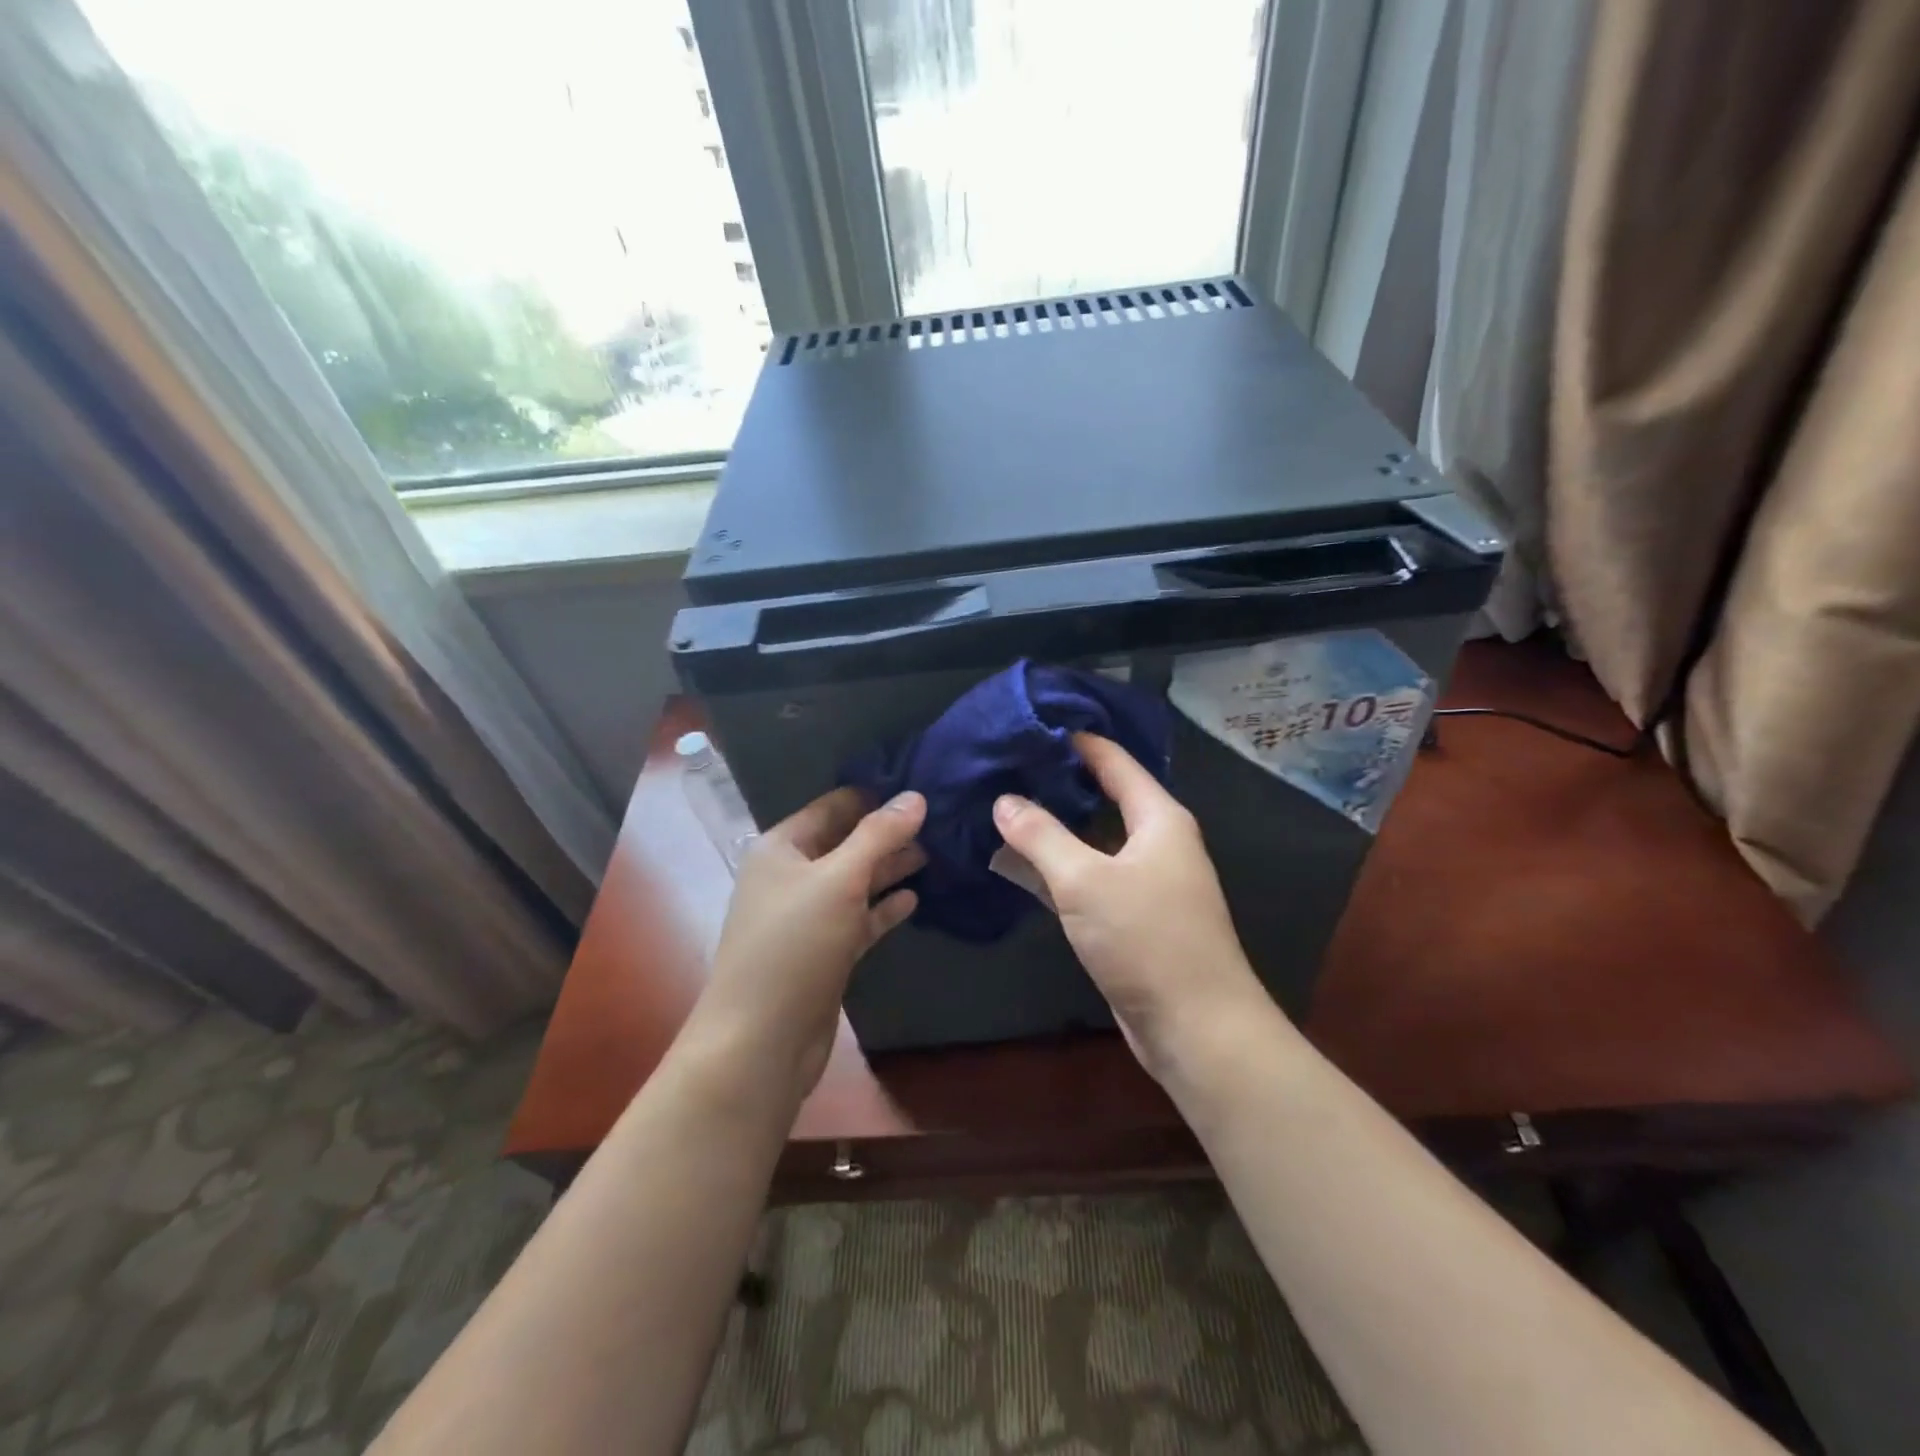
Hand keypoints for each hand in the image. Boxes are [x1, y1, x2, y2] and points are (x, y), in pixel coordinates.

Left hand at [692, 787, 925, 1103]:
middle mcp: (792, 876)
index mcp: (782, 848)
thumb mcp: (839, 880)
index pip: (832, 807)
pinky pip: (859, 918)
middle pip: (846, 843)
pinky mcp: (825, 951)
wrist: (762, 1040)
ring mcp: (808, 916)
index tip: (920, 786)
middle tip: (940, 819)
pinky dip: (883, 908)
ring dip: (890, 868)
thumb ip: (878, 835)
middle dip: (888, 832)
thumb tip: (915, 796)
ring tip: (937, 852)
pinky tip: (914, 898)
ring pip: (855, 881)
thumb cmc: (795, 945)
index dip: (873, 795)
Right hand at [992, 734, 1272, 1076]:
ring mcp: (1149, 881)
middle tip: (1009, 766)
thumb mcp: (1085, 881)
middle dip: (1060, 782)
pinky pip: (1093, 876)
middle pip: (1105, 797)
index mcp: (1159, 819)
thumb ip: (1041, 836)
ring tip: (1006, 806)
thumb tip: (1005, 800)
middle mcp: (1159, 842)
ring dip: (1057, 827)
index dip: (1077, 741)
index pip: (1115, 761)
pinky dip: (1061, 866)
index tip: (1033, 725)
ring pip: (1095, 840)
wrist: (1197, 1028)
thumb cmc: (1146, 940)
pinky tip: (1025, 863)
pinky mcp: (1135, 917)